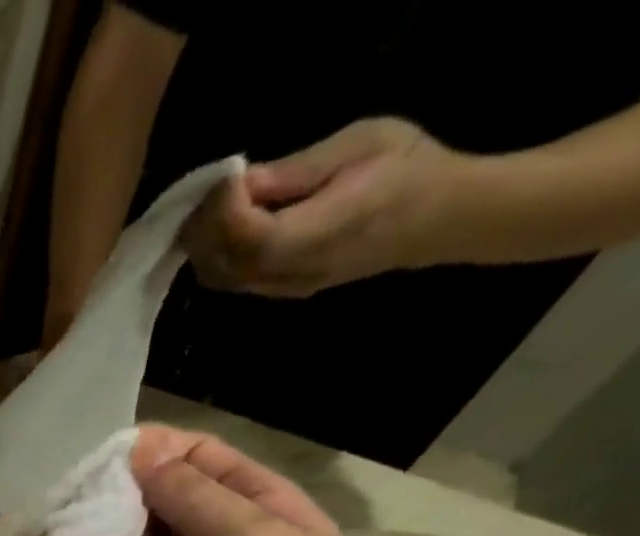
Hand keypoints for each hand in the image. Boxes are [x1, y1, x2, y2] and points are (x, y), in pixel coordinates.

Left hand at [183, 118, 473, 297]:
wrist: (435, 218)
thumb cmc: (407, 167)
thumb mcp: (364, 142)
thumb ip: (299, 169)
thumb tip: (245, 181)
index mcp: (329, 230)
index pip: (257, 239)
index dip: (228, 211)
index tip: (226, 175)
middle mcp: (299, 270)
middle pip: (229, 265)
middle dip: (205, 228)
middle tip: (205, 189)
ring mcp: (286, 287)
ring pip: (223, 278)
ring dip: (204, 244)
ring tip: (208, 204)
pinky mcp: (279, 289)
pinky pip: (231, 280)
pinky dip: (214, 254)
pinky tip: (219, 224)